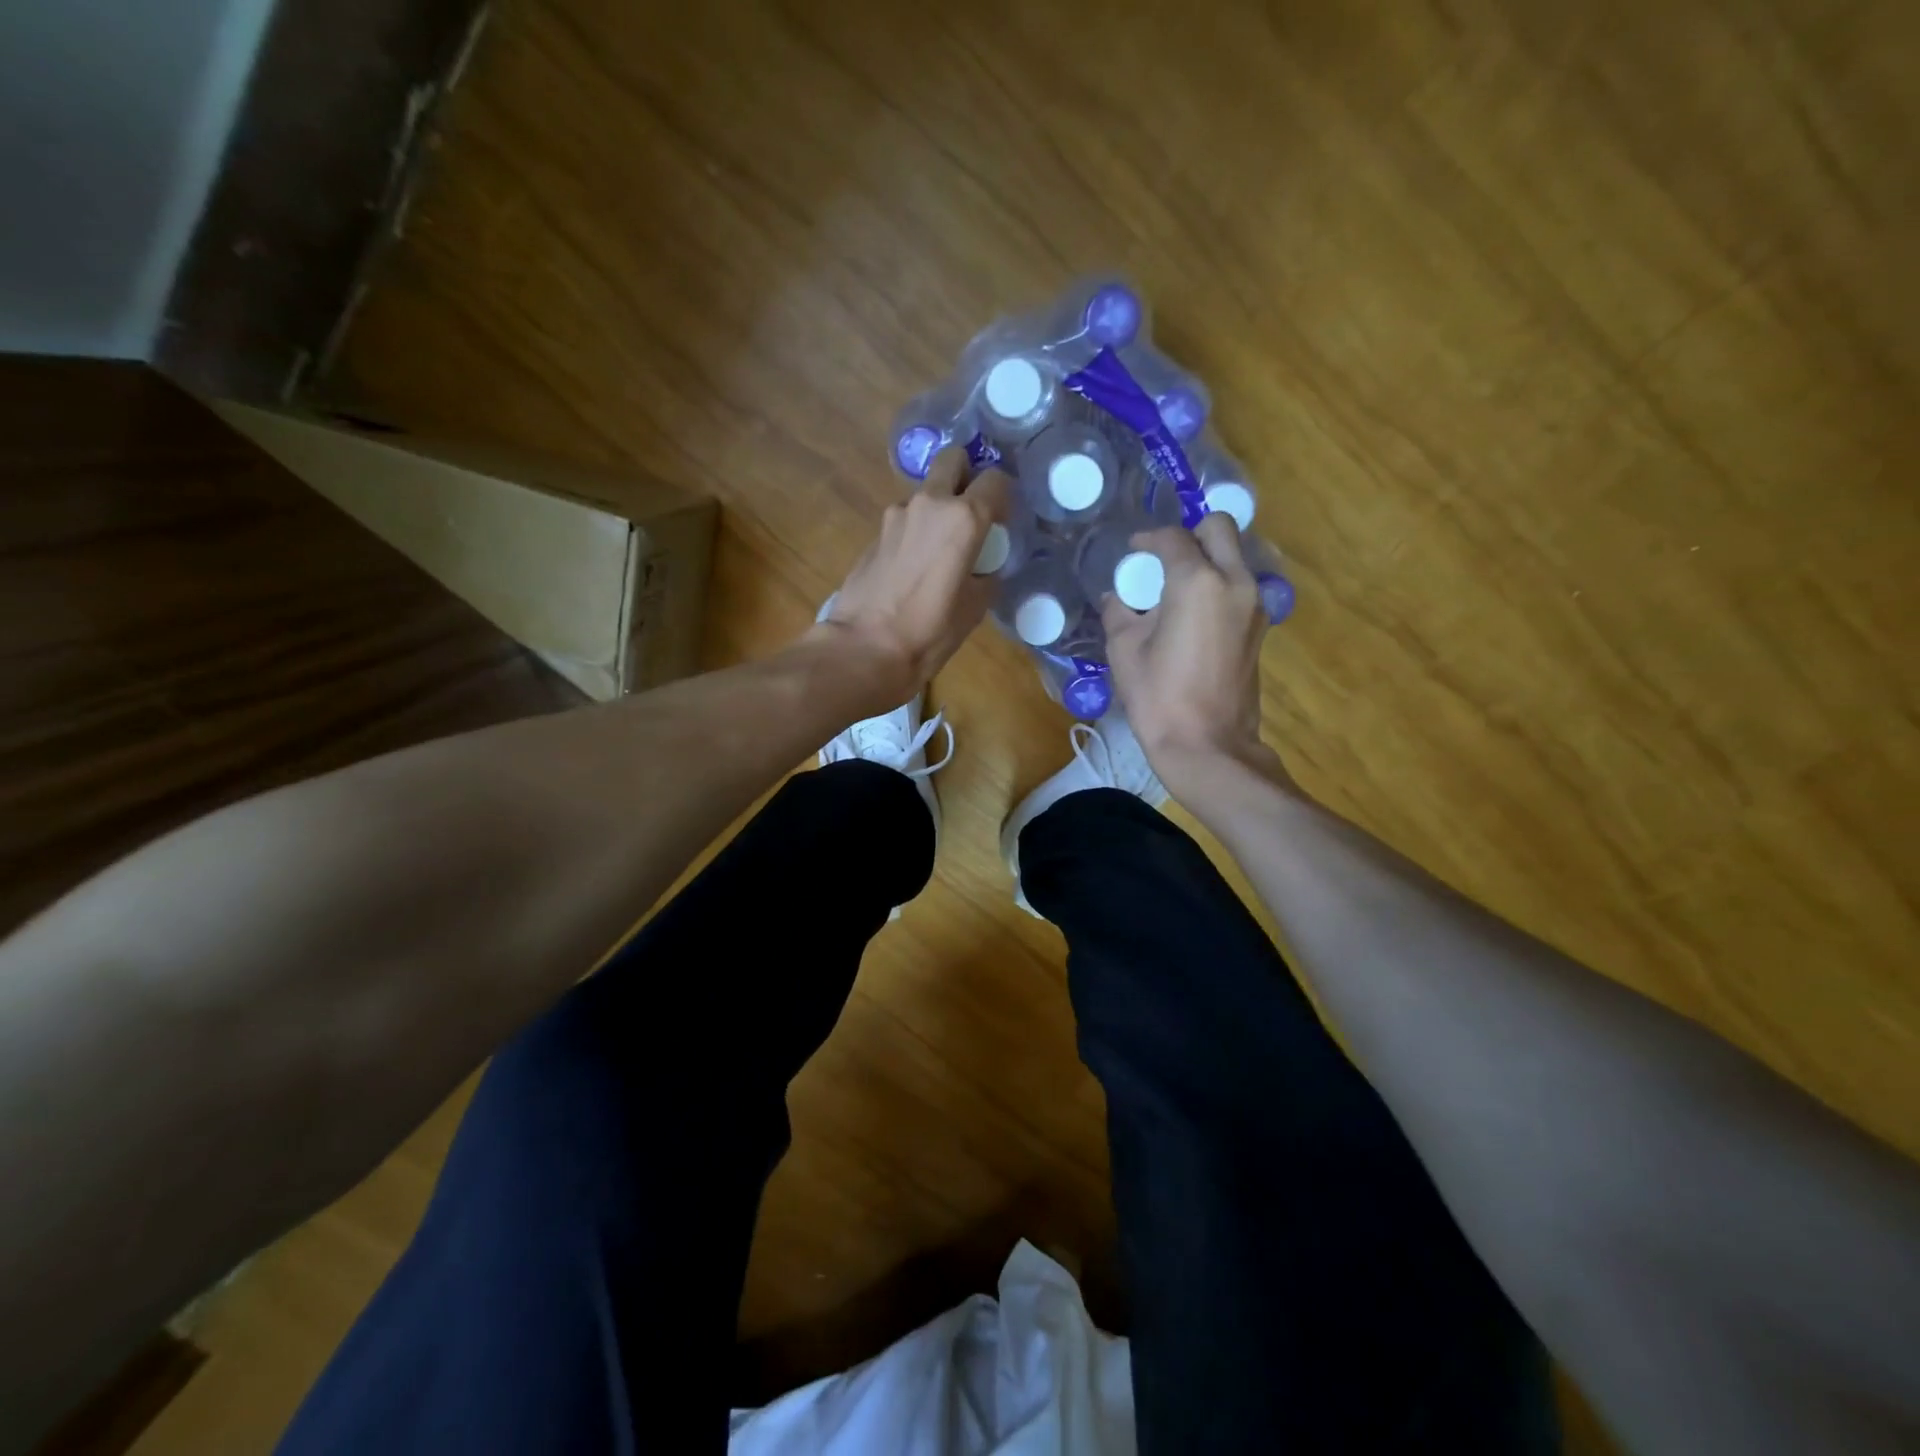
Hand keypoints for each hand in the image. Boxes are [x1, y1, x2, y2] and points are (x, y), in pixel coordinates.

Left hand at [810, 448, 1010, 706]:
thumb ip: (986, 575)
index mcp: (964, 518)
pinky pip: (904, 520)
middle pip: (953, 460)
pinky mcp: (874, 533)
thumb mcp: (975, 608)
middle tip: (970, 511)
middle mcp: (930, 503)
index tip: (1001, 522)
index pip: (996, 480)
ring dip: (936, 508)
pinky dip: (914, 531)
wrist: (865, 648)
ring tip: (938, 550)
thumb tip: (982, 568)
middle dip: (966, 475)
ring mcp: (896, 514)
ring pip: (925, 492)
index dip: (1003, 498)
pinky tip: (912, 567)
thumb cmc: (929, 632)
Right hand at [1102, 513, 1288, 795]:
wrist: (1207, 745)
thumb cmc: (1158, 697)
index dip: (1148, 540)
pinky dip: (1218, 585)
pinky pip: (1240, 585)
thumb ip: (1119, 612)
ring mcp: (1254, 604)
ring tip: (1177, 588)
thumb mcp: (1124, 650)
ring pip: (1234, 556)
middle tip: (1164, 560)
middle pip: (1220, 529)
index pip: (1173, 539)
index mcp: (1197, 582)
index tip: (1133, 552)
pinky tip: (1193, 613)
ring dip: (1207, 559)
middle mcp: (1235, 581)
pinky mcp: (1260, 627)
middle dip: (1190, 534)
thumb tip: (1118, 598)